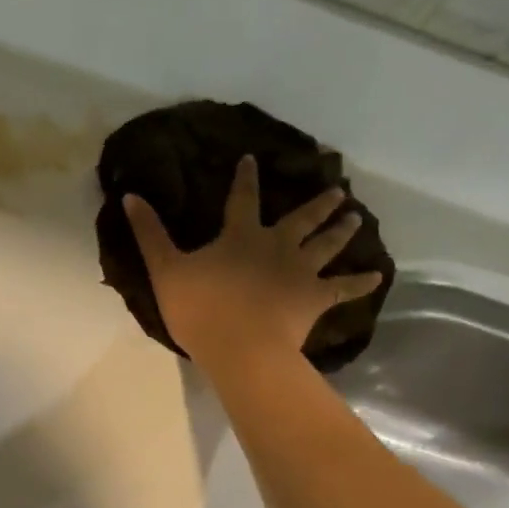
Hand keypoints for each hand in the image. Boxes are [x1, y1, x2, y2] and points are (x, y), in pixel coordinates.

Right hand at [124, 155, 382, 369]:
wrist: (240, 348)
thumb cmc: (200, 309)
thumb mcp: (166, 269)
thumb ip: (150, 233)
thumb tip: (130, 195)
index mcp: (240, 236)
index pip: (242, 198)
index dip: (245, 178)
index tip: (252, 159)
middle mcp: (276, 246)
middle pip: (300, 219)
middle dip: (317, 203)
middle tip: (337, 190)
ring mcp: (299, 272)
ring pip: (326, 244)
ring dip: (341, 229)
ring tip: (356, 216)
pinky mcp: (314, 299)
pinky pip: (343, 288)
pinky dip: (360, 282)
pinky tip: (377, 276)